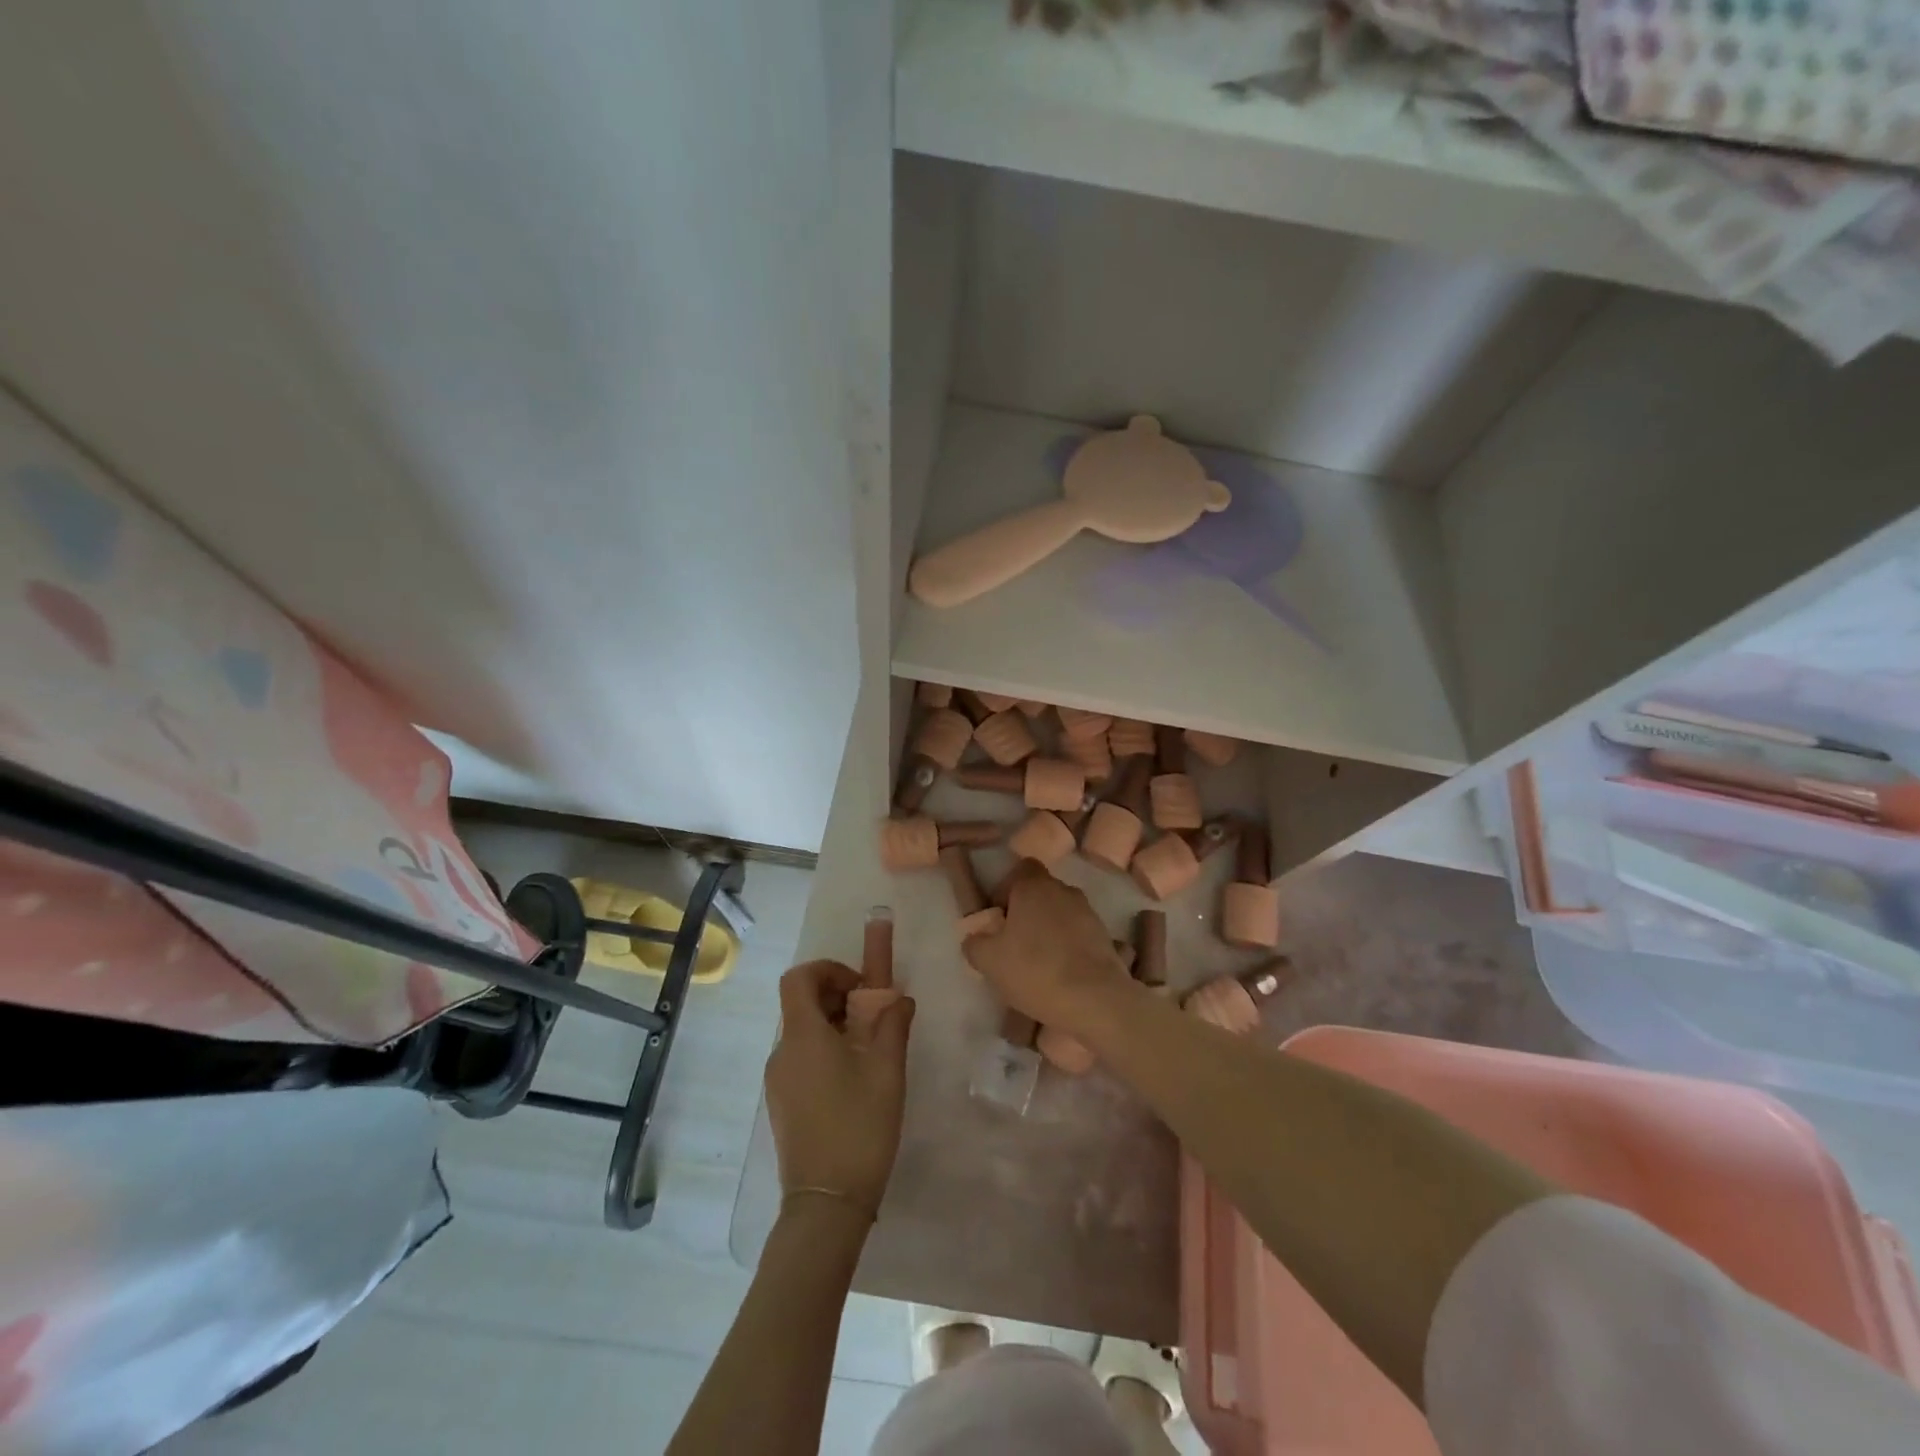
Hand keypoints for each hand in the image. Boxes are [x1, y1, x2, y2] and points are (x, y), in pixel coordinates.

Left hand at [765, 959, 913, 1216]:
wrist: (826, 1204)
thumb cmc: (859, 1127)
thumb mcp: (887, 1071)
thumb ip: (893, 1025)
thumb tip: (899, 999)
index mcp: (803, 1035)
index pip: (799, 978)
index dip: (828, 969)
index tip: (860, 987)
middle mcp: (782, 1052)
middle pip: (801, 1003)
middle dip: (838, 998)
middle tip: (873, 1017)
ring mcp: (777, 1081)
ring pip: (803, 1033)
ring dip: (834, 1026)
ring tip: (870, 1051)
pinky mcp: (781, 1104)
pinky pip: (800, 1059)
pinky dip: (825, 1052)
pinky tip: (853, 1081)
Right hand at [963, 861, 1133, 1034]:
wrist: (1095, 999)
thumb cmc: (1035, 970)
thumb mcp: (988, 961)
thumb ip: (975, 943)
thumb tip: (977, 938)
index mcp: (1033, 886)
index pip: (1020, 869)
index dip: (1007, 889)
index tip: (999, 917)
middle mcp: (1063, 890)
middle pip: (1041, 892)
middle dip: (1027, 912)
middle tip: (1014, 944)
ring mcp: (1088, 912)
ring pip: (1061, 913)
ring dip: (1049, 930)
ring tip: (1039, 963)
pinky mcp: (1105, 936)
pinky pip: (1078, 934)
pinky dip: (1068, 947)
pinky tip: (1061, 974)